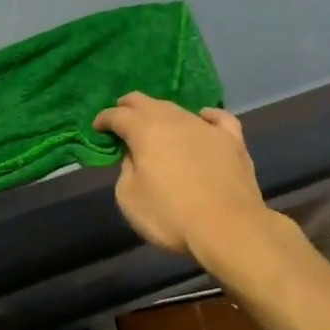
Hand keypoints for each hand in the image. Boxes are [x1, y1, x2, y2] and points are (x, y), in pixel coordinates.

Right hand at [92, 93, 280, 269]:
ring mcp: (205, 127)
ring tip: (157, 124)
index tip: (98, 127)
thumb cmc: (171, 216)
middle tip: (121, 116)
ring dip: (162, 114)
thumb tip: (134, 157)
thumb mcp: (129, 198)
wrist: (228, 228)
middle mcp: (174, 120)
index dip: (104, 119)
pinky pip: (219, 118)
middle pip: (146, 102)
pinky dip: (207, 116)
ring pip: (178, 109)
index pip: (118, 115)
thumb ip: (126, 170)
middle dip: (129, 106)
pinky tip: (204, 118)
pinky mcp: (232, 140)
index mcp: (145, 130)